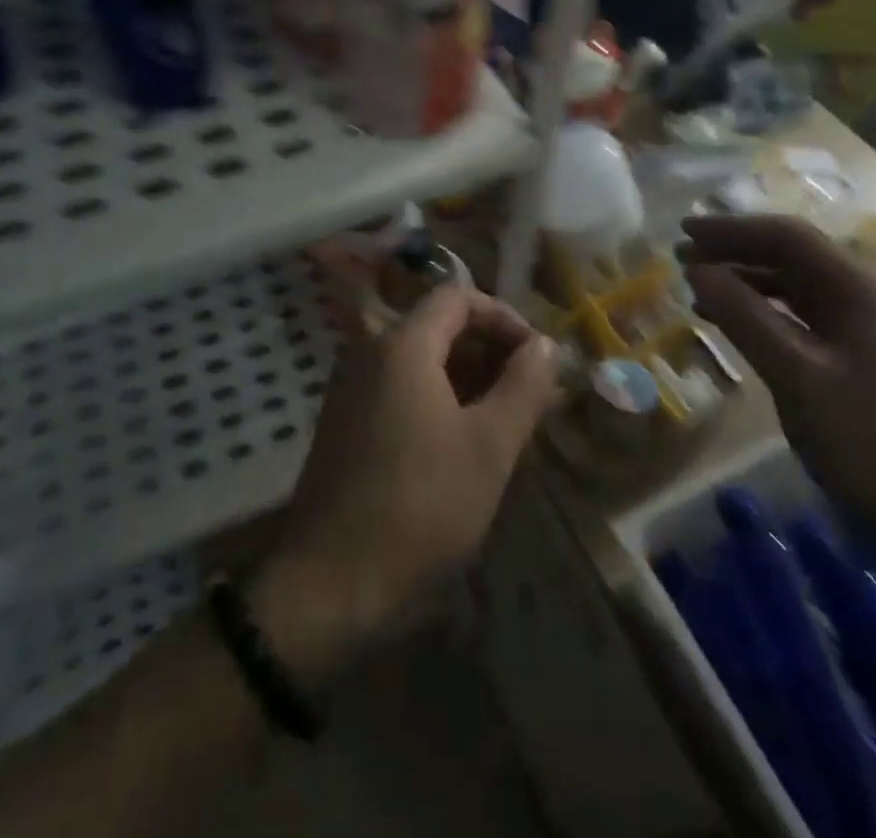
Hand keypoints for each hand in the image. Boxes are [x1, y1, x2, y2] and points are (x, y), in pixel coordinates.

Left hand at [253, 287, 560, 681]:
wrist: (331, 578)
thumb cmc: (421, 504)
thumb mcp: (489, 445)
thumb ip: (523, 385)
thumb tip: (543, 344)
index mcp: (401, 344)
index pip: (457, 296)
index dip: (503, 316)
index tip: (536, 355)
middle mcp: (369, 351)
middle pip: (438, 327)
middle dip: (490, 353)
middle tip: (531, 396)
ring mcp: (351, 386)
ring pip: (421, 362)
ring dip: (468, 380)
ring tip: (508, 423)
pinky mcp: (344, 419)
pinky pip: (399, 389)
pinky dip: (437, 400)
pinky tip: (464, 444)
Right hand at [679, 215, 875, 558]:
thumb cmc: (872, 445)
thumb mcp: (797, 377)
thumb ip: (745, 317)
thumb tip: (697, 270)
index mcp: (863, 293)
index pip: (789, 238)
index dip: (732, 230)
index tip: (683, 233)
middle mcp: (868, 301)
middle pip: (793, 258)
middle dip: (735, 253)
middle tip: (682, 260)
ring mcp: (868, 332)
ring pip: (796, 289)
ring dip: (746, 283)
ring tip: (699, 292)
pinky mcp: (862, 362)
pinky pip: (803, 320)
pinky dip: (763, 315)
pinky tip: (735, 327)